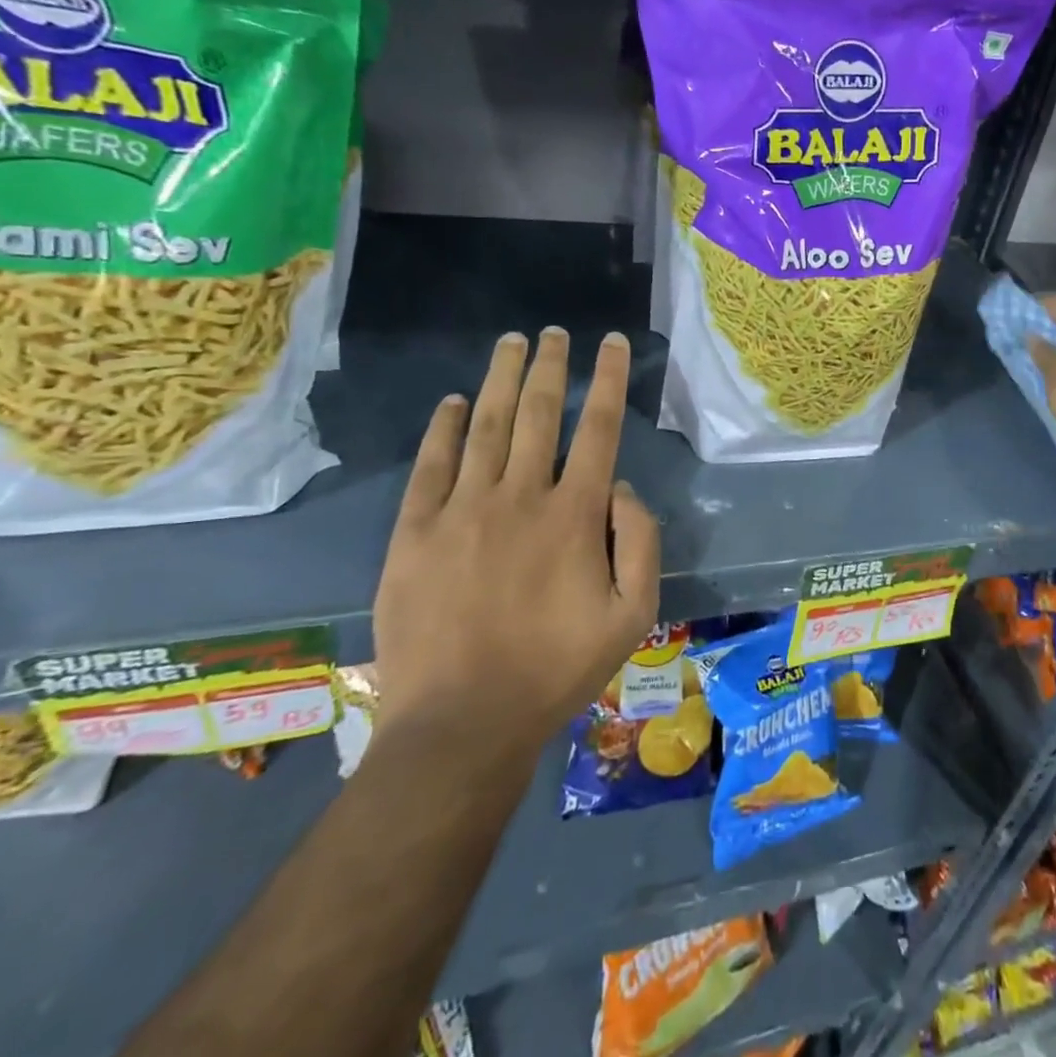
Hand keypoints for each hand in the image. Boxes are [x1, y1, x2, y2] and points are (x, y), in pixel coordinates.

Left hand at [373, 328, 661, 749]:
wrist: (462, 723)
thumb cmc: (557, 669)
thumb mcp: (634, 614)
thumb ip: (640, 541)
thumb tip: (619, 488)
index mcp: (575, 514)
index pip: (599, 427)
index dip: (608, 379)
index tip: (611, 343)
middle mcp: (520, 496)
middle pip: (537, 412)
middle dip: (550, 365)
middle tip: (553, 332)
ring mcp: (462, 510)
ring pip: (484, 425)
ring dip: (500, 379)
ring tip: (510, 343)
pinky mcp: (415, 532)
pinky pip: (430, 465)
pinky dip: (441, 428)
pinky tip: (450, 402)